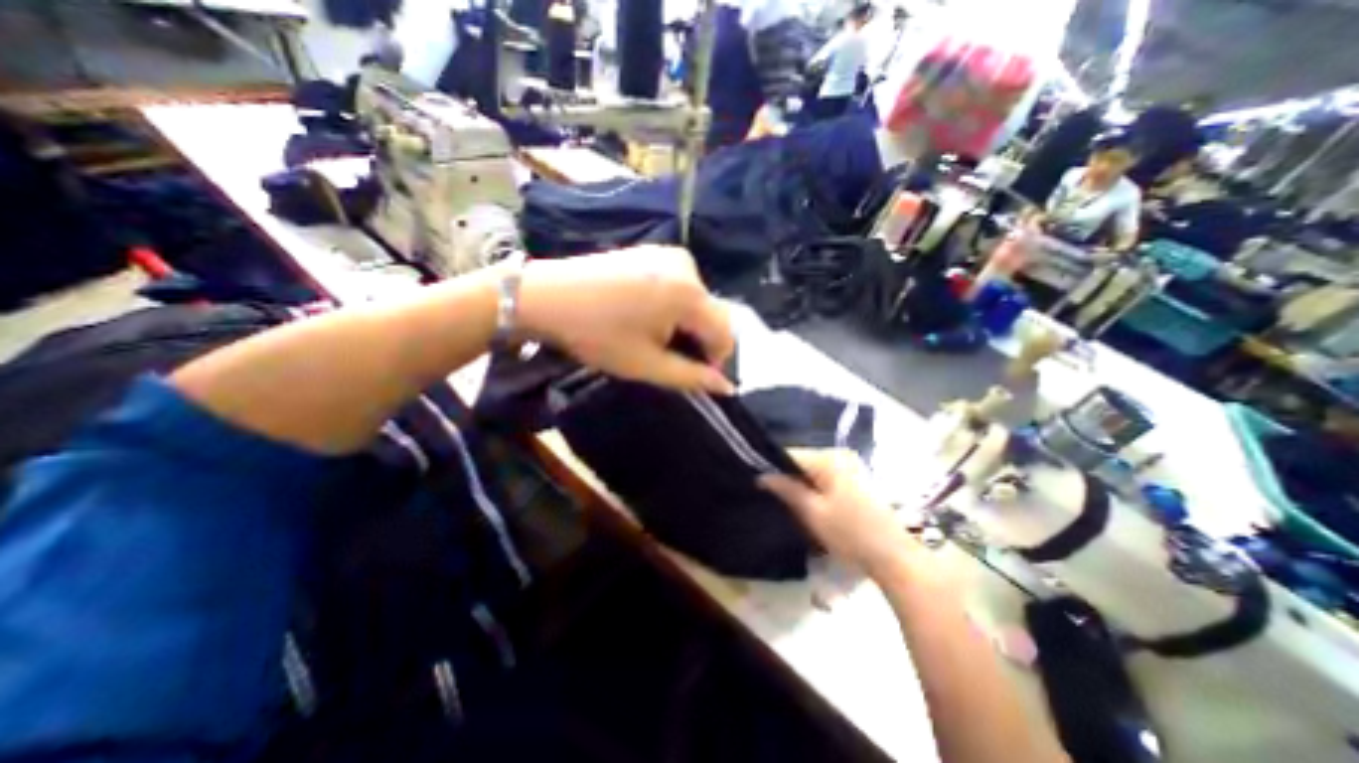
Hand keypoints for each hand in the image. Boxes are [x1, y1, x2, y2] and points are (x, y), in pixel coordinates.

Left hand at [519, 247, 733, 395]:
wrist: (547, 296)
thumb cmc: (597, 334)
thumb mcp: (646, 364)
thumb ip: (691, 377)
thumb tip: (726, 388)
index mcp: (689, 293)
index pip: (725, 332)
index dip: (715, 359)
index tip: (693, 373)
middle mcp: (688, 267)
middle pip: (712, 314)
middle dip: (698, 340)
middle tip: (668, 357)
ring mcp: (670, 254)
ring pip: (697, 300)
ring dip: (686, 323)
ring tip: (653, 336)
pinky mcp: (654, 251)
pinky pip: (680, 284)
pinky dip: (674, 305)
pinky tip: (646, 314)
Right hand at [760, 448, 916, 578]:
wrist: (895, 557)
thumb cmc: (851, 534)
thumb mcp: (813, 513)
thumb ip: (786, 489)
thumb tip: (762, 476)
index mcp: (829, 458)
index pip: (790, 455)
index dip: (771, 467)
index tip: (756, 482)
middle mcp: (840, 455)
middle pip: (801, 462)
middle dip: (785, 477)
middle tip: (769, 495)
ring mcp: (850, 466)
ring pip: (812, 471)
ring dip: (799, 484)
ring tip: (783, 500)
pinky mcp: (855, 479)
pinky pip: (824, 477)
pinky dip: (813, 488)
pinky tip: (806, 504)